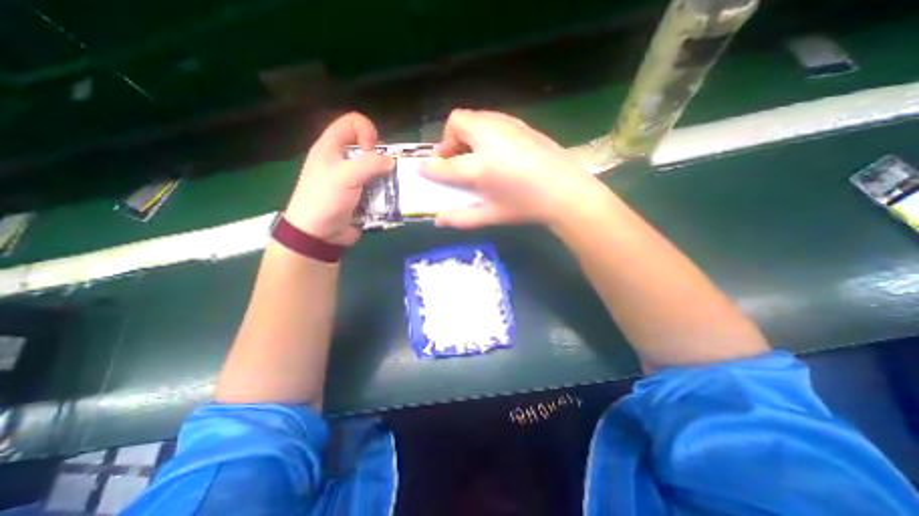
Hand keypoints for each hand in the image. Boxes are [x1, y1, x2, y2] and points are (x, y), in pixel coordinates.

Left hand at [285, 112, 390, 247]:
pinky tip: (389, 201)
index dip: (367, 131)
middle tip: (386, 173)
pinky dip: (386, 193)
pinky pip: (379, 188)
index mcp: (332, 147)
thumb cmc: (325, 199)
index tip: (372, 151)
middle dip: (382, 159)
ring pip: (377, 170)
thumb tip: (391, 161)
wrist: (318, 234)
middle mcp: (343, 160)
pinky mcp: (362, 196)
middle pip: (369, 148)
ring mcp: (353, 180)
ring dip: (387, 179)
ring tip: (391, 189)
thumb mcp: (345, 176)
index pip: (353, 122)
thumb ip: (370, 164)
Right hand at [420, 110, 607, 230]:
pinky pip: (492, 119)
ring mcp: (508, 127)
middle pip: (457, 122)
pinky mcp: (521, 124)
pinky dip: (482, 130)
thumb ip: (462, 218)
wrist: (567, 192)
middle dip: (448, 140)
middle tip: (454, 160)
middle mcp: (491, 139)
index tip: (423, 169)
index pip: (446, 165)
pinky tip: (494, 150)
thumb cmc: (527, 207)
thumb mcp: (492, 215)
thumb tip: (438, 220)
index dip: (431, 168)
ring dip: (465, 134)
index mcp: (482, 166)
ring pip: (475, 116)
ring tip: (473, 154)